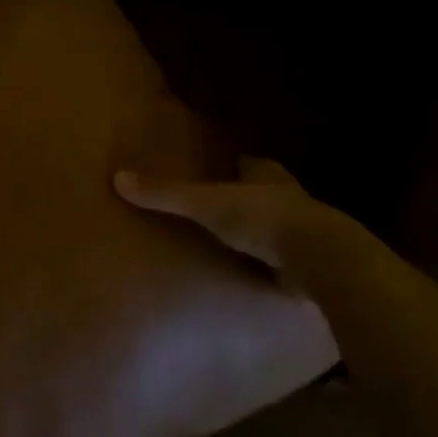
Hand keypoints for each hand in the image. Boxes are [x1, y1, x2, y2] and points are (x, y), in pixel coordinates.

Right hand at [114, 156, 346, 276]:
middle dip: (243, 198)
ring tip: (231, 244)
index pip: (245, 162)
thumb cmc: (262, 218)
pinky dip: (271, 262)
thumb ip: (167, 193)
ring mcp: (301, 228)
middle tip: (216, 209)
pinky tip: (254, 273)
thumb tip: (119, 178)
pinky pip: (285, 257)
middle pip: (261, 191)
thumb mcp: (207, 204)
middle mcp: (286, 194)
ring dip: (260, 231)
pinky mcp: (309, 261)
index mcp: (265, 173)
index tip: (210, 172)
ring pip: (276, 223)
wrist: (318, 257)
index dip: (229, 166)